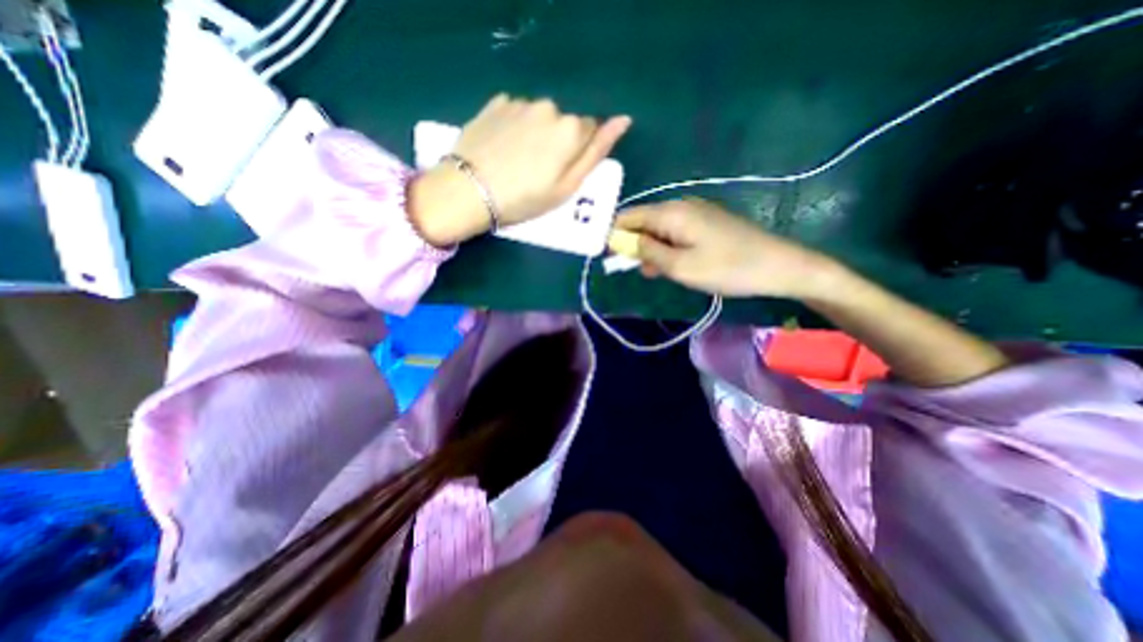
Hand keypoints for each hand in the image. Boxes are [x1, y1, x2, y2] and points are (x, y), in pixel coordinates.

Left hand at [409, 94, 634, 244]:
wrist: (469, 191)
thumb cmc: (525, 198)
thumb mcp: (567, 186)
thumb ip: (596, 152)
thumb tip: (623, 120)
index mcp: (570, 129)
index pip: (590, 132)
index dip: (577, 154)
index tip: (561, 173)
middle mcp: (549, 107)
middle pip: (564, 123)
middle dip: (558, 142)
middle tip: (538, 171)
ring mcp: (520, 103)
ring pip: (540, 117)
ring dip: (536, 134)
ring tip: (517, 161)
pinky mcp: (495, 104)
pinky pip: (516, 113)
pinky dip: (515, 127)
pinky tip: (503, 147)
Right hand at [618, 197, 837, 298]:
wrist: (777, 265)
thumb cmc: (726, 267)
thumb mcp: (680, 266)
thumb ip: (648, 252)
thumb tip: (625, 242)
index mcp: (671, 213)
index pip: (630, 215)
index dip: (614, 233)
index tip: (606, 254)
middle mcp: (681, 206)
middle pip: (644, 221)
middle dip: (633, 244)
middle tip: (632, 269)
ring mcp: (696, 214)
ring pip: (660, 229)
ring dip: (651, 250)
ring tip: (653, 273)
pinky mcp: (706, 224)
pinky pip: (676, 233)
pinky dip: (667, 249)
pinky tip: (671, 266)